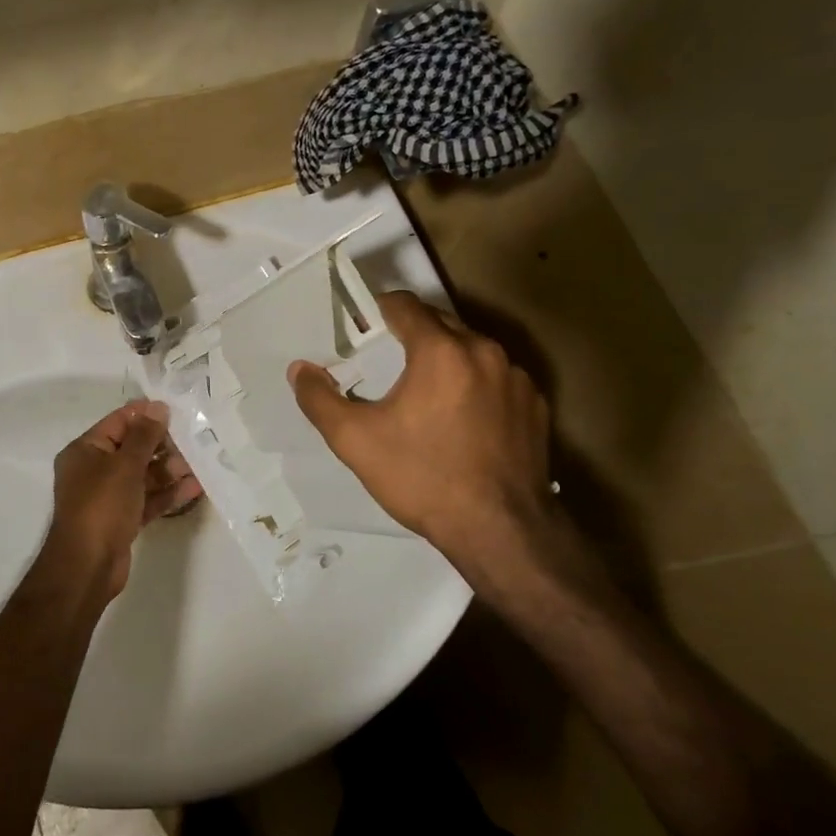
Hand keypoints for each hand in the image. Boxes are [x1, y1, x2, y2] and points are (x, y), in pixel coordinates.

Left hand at [41, 400, 201, 600]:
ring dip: (170, 470)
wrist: (88, 566)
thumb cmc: (102, 506)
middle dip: (163, 445)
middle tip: (194, 440)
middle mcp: (94, 470)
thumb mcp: (125, 465)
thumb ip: (144, 436)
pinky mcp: (122, 519)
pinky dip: (168, 493)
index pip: (118, 422)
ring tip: (199, 465)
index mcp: (85, 451)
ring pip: (143, 475)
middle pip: (132, 449)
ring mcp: (108, 497)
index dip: (146, 415)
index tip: (176, 411)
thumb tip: (158, 407)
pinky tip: (195, 488)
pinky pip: (147, 499)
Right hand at [288, 292, 559, 594]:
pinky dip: (476, 385)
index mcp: (440, 350)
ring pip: (472, 349)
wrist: (500, 530)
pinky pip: (498, 378)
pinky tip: (464, 420)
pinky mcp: (535, 405)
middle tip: (387, 361)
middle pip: (441, 322)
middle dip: (412, 333)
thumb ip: (320, 399)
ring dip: (446, 359)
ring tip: (426, 393)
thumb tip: (299, 370)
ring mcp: (516, 378)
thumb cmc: (422, 478)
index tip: (362, 328)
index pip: (405, 305)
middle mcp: (484, 351)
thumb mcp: (355, 441)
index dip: (379, 310)